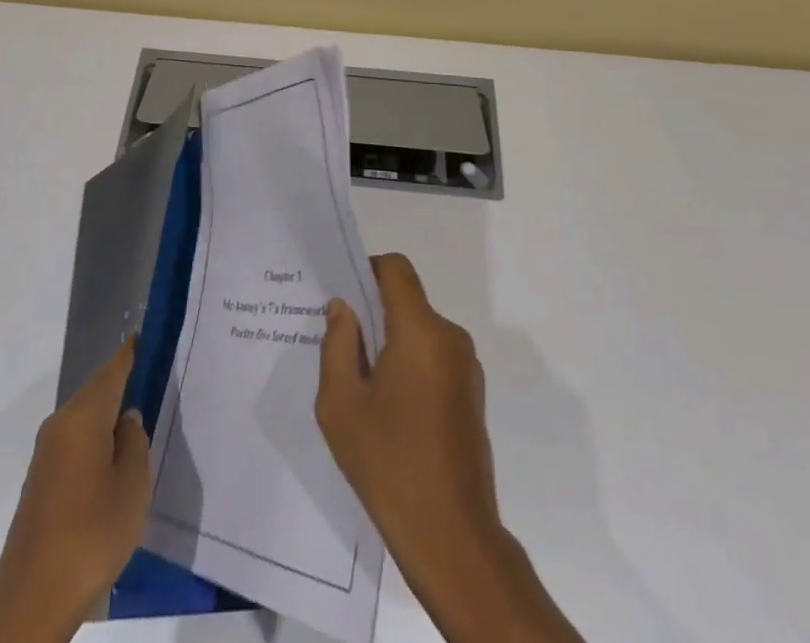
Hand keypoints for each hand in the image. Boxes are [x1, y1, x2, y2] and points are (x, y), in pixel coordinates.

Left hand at [0, 340, 150, 642]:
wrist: (31, 601)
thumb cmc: (90, 536)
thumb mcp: (132, 487)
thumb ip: (135, 443)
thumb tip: (128, 419)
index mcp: (83, 416)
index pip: (113, 369)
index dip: (133, 352)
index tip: (153, 336)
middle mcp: (60, 424)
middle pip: (98, 390)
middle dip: (126, 383)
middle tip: (160, 380)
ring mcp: (47, 452)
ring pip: (87, 418)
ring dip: (112, 415)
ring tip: (145, 419)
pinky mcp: (42, 479)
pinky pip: (77, 441)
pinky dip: (98, 439)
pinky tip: (117, 459)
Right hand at [316, 253, 582, 642]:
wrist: (452, 539)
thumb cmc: (389, 464)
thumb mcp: (341, 404)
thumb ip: (338, 344)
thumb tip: (344, 309)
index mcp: (421, 331)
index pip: (396, 269)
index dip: (367, 269)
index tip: (343, 297)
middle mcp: (450, 338)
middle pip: (407, 302)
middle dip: (373, 314)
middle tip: (340, 347)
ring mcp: (467, 369)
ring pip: (420, 332)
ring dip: (391, 344)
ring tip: (362, 386)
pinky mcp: (472, 396)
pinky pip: (434, 359)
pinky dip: (410, 367)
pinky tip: (389, 411)